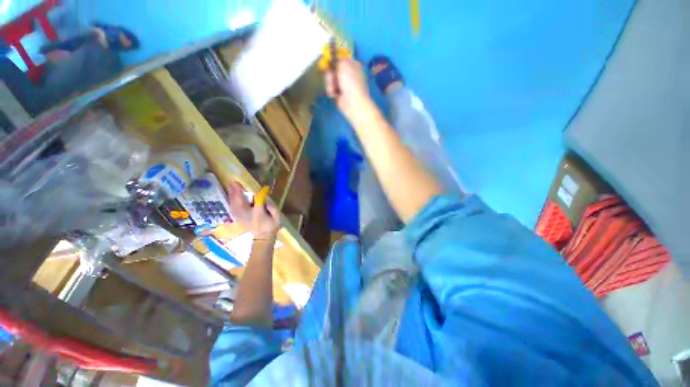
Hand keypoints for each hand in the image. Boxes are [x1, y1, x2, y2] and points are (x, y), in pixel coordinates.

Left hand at [227, 182, 279, 238]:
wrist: (263, 237)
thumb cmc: (271, 225)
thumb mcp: (276, 216)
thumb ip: (271, 207)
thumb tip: (264, 198)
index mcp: (259, 214)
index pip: (258, 202)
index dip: (258, 194)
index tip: (263, 188)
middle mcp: (247, 215)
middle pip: (240, 203)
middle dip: (237, 193)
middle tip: (234, 183)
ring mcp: (240, 217)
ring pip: (234, 205)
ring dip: (232, 195)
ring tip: (232, 186)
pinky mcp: (237, 217)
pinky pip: (232, 208)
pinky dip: (231, 201)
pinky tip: (231, 195)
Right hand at [325, 59, 376, 125]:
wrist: (353, 103)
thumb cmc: (351, 82)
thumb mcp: (344, 65)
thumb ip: (337, 60)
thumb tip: (334, 62)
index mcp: (352, 65)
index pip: (340, 59)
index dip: (334, 61)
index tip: (331, 63)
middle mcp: (348, 74)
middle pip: (333, 69)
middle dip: (331, 74)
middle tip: (333, 78)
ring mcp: (343, 84)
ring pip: (330, 79)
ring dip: (330, 83)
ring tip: (334, 89)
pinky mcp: (338, 93)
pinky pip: (330, 88)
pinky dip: (330, 90)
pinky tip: (334, 94)